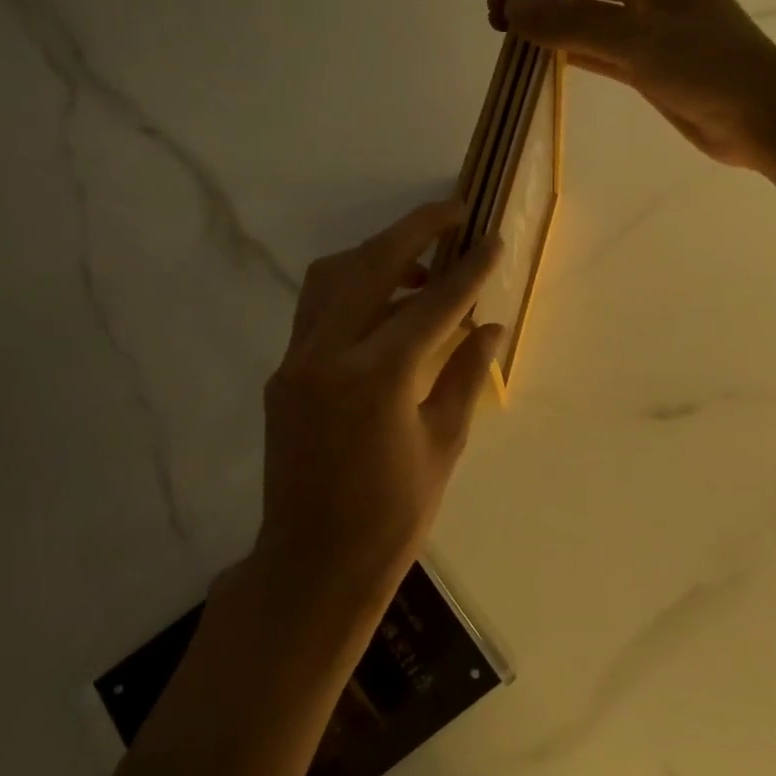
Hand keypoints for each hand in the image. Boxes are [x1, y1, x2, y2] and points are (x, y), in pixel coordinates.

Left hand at [255, 201, 503, 613]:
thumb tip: (492, 325)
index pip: (432, 304)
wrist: (313, 563)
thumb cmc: (391, 516)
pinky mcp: (283, 372)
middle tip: (454, 212)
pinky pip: (317, 307)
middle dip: (416, 228)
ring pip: (333, 275)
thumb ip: (467, 375)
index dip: (468, 270)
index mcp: (378, 378)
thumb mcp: (444, 444)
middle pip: (372, 263)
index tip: (492, 239)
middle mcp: (329, 354)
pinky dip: (352, 288)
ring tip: (420, 263)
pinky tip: (385, 306)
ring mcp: (297, 359)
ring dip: (377, 253)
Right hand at [489, 0, 775, 169]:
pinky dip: (574, 48)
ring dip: (553, 21)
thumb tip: (513, 11)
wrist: (762, 115)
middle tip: (498, 18)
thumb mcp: (632, 39)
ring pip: (590, 12)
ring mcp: (652, 22)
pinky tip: (547, 57)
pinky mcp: (651, 59)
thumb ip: (569, 24)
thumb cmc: (703, 66)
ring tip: (512, 36)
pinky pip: (602, 45)